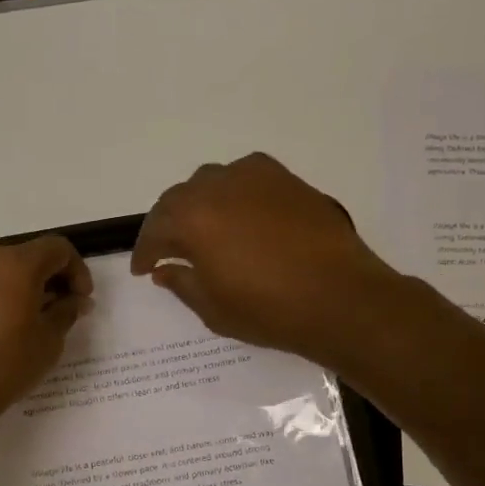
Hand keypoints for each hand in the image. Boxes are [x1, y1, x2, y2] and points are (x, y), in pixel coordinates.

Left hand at [0, 236, 92, 435]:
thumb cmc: (3, 368)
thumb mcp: (48, 342)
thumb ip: (66, 311)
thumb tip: (76, 300)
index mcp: (14, 264)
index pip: (57, 249)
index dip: (77, 270)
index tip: (81, 299)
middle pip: (26, 255)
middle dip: (47, 277)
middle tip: (57, 309)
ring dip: (18, 284)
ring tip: (25, 318)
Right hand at [131, 153, 394, 364]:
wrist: (341, 299)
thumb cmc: (269, 310)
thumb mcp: (213, 308)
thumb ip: (181, 282)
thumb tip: (164, 269)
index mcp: (192, 218)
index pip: (155, 230)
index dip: (145, 252)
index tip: (143, 270)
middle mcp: (218, 187)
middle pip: (178, 199)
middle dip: (167, 224)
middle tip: (167, 250)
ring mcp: (255, 177)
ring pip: (211, 181)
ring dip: (198, 204)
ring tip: (203, 229)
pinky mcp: (286, 179)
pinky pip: (245, 176)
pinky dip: (232, 191)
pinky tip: (239, 213)